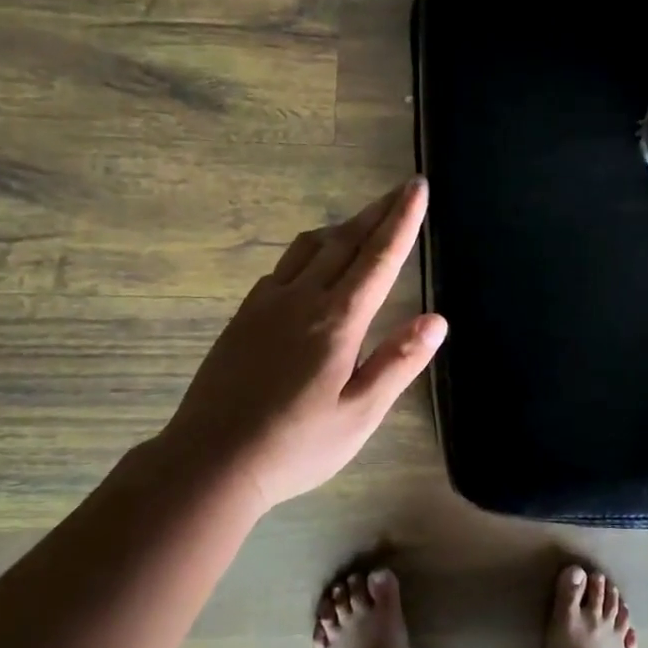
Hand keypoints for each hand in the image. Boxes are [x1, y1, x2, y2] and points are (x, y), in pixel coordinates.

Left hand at [159, 178, 445, 508]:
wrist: (210, 460)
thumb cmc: (295, 446)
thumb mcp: (359, 415)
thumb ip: (397, 363)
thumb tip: (437, 320)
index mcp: (337, 322)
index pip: (379, 258)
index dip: (402, 220)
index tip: (417, 187)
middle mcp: (302, 299)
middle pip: (346, 241)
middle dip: (378, 212)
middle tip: (401, 188)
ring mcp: (266, 303)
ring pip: (310, 247)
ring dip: (342, 228)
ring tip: (363, 222)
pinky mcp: (244, 315)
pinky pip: (283, 267)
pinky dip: (309, 252)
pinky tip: (312, 266)